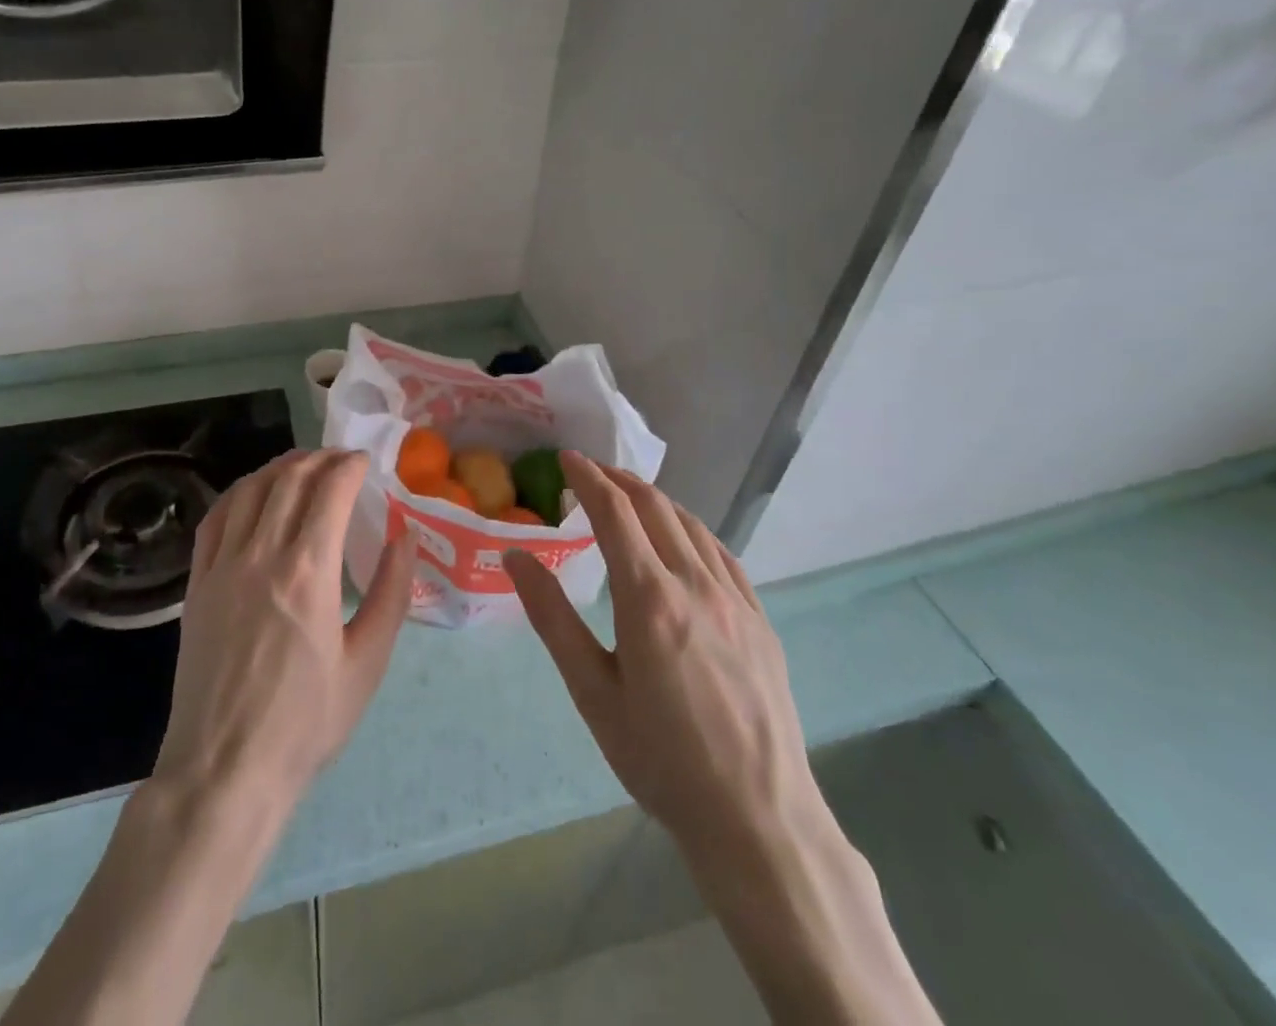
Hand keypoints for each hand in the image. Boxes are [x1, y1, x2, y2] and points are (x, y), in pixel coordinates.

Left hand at [152, 449, 415, 814]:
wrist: (224, 769)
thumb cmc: (305, 723)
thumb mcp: (367, 663)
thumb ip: (390, 592)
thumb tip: (404, 536)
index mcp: (308, 572)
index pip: (330, 490)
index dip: (350, 465)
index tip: (365, 461)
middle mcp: (261, 555)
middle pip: (289, 479)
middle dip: (320, 458)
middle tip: (341, 460)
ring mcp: (222, 566)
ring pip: (249, 490)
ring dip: (279, 468)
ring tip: (302, 467)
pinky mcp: (196, 584)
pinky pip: (215, 519)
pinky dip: (238, 493)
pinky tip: (252, 494)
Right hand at [503, 453, 833, 891]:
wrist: (758, 818)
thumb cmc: (661, 759)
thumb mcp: (592, 691)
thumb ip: (553, 617)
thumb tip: (515, 556)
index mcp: (649, 598)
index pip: (615, 513)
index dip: (588, 478)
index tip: (568, 459)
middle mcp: (695, 584)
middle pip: (655, 507)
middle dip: (618, 480)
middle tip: (590, 473)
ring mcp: (735, 599)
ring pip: (691, 524)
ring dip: (654, 500)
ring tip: (628, 498)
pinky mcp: (759, 619)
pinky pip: (722, 553)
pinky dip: (692, 529)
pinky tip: (682, 539)